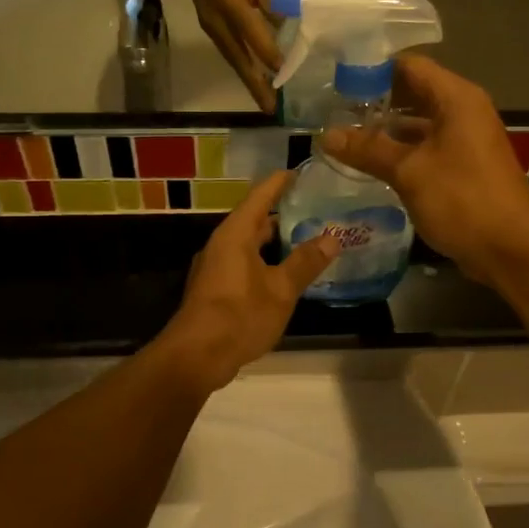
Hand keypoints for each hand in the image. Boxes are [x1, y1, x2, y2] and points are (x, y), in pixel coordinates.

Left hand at [157, 172, 340, 389]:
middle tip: (313, 209)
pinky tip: (284, 274)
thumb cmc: (239, 315)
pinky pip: (244, 264)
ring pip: (249, 245)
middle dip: (281, 214)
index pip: (259, 197)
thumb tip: (331, 238)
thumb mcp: (281, 290)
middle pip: (253, 220)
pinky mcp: (215, 290)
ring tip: (305, 240)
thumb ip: (305, 262)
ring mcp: (215, 268)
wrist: (196, 356)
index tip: (299, 171)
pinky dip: (265, 262)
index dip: (279, 183)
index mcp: (235, 235)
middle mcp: (222, 245)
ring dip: (274, 242)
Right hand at [181, 0, 281, 111]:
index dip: (269, 55)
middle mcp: (217, 20)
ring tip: (264, 98)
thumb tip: (283, 25)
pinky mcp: (209, 25)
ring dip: (248, 80)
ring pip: (233, 58)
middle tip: (270, 108)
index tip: (284, 73)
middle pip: (239, 59)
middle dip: (255, 84)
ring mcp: (210, 25)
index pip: (253, 35)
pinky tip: (253, 74)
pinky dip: (242, 65)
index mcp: (230, 2)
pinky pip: (228, 50)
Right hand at [321, 55, 528, 287]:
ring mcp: (464, 140)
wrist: (511, 249)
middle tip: (332, 112)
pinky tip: (370, 164)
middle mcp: (462, 111)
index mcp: (456, 98)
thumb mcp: (409, 172)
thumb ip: (367, 150)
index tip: (335, 83)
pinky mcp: (462, 166)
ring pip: (417, 123)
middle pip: (412, 92)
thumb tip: (326, 135)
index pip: (409, 66)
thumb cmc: (462, 199)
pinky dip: (400, 151)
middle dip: (374, 101)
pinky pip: (425, 147)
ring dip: (384, 130)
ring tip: (343, 137)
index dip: (372, 70)